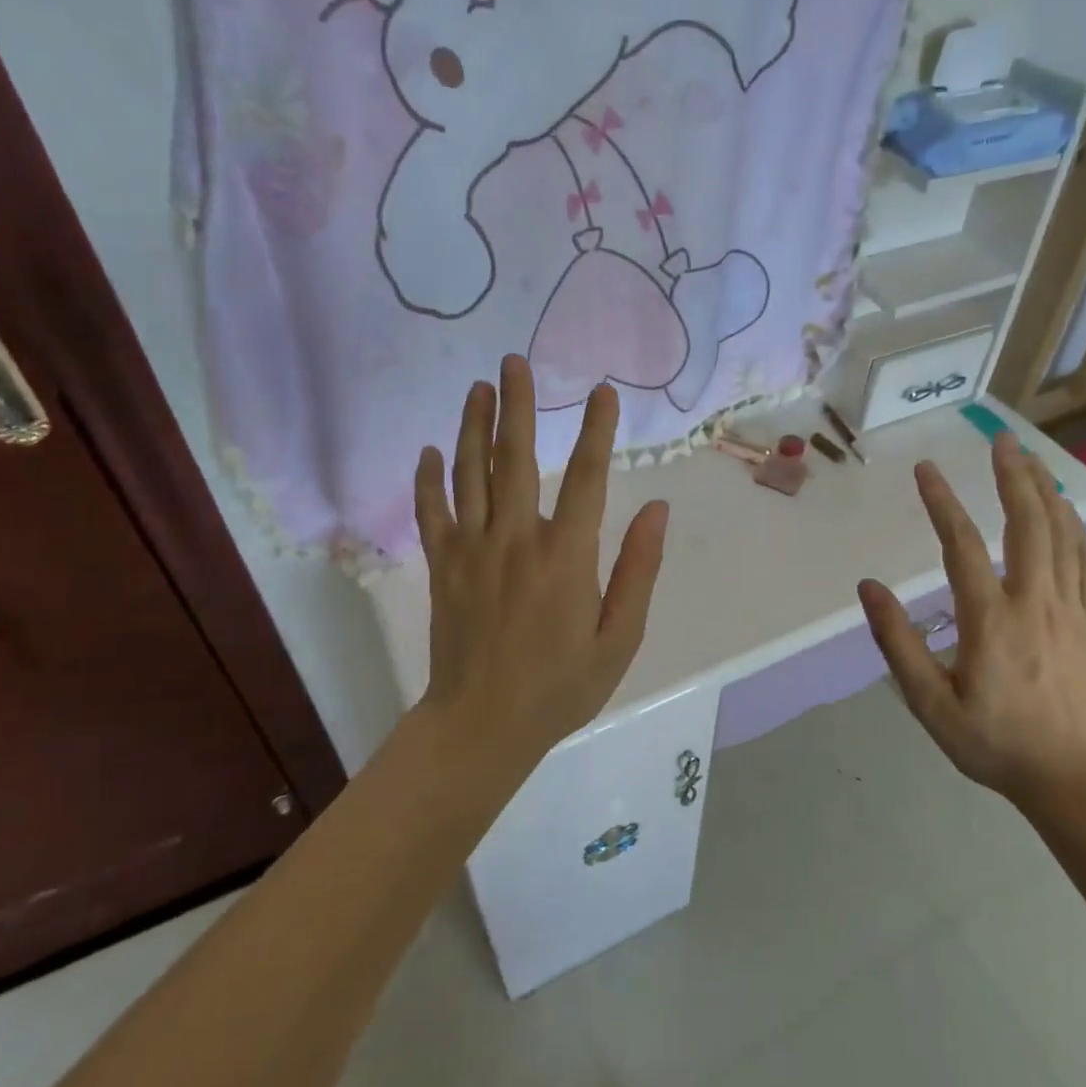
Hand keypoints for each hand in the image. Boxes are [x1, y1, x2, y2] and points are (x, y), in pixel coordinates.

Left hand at [415, 356, 667, 764]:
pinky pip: (431, 512)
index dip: (599, 430)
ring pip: (470, 474)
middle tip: (515, 361)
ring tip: (478, 387)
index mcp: (566, 555)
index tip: (603, 392)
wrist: (483, 725)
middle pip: (516, 458)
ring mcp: (471, 550)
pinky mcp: (441, 567)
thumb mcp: (619, 638)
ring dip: (473, 426)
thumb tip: (657, 508)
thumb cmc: (561, 686)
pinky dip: (428, 479)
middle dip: (519, 406)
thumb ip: (638, 569)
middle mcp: (516, 538)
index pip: (590, 477)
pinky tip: (429, 451)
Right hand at [858, 433, 1085, 810]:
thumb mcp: (931, 704)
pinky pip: (1084, 558)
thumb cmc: (996, 743)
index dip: (941, 502)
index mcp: (990, 619)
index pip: (961, 544)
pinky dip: (1074, 525)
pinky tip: (1065, 510)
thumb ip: (898, 643)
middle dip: (1013, 475)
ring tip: (1030, 459)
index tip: (926, 468)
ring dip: (1045, 490)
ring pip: (1061, 533)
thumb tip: (869, 588)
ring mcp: (1070, 608)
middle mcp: (1034, 601)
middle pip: (1027, 522)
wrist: (1076, 779)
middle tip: (1001, 439)